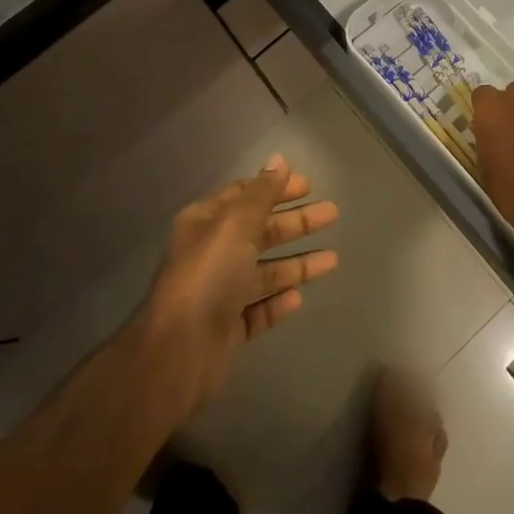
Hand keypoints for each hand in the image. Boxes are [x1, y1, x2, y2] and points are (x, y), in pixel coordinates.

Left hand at [141, 155, 339, 418]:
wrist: (179, 352)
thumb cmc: (208, 276)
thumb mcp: (236, 225)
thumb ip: (262, 194)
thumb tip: (280, 160)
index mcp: (207, 223)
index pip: (245, 196)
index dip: (276, 188)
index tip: (309, 185)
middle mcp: (213, 254)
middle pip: (261, 232)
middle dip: (296, 223)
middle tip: (332, 214)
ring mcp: (221, 293)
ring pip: (265, 272)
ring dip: (297, 264)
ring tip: (334, 259)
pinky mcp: (229, 329)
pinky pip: (260, 310)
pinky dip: (278, 302)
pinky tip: (299, 297)